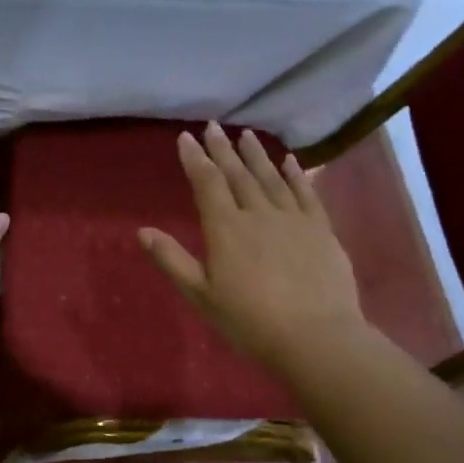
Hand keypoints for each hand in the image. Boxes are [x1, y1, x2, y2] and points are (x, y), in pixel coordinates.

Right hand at [138, 122, 365, 373]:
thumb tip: (142, 231)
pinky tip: (290, 160)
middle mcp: (258, 213)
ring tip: (245, 134)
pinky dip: (296, 174)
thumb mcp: (201, 296)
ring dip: (256, 154)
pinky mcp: (320, 229)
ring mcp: (293, 218)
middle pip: (237, 174)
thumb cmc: (250, 321)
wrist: (315, 337)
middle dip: (222, 149)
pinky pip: (306, 192)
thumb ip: (173, 260)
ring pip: (271, 177)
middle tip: (213, 126)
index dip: (195, 159)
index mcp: (226, 229)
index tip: (186, 137)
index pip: (207, 183)